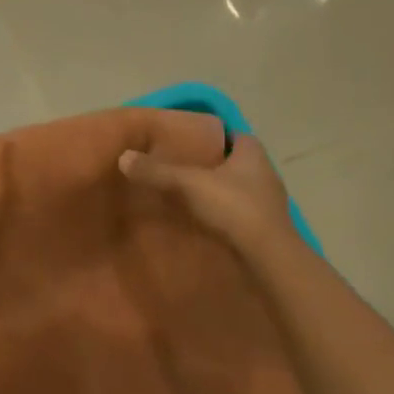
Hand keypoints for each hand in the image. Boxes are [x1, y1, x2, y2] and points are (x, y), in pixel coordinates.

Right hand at [118, 135, 298, 258]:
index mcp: (252, 153)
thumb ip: (156, 171)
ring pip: (239, 188)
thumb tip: (123, 157)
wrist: (269, 258)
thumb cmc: (234, 207)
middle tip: (183, 167)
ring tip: (188, 195)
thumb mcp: (187, 184)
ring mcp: (269, 203)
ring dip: (219, 191)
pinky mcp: (267, 229)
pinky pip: (241, 213)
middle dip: (213, 165)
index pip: (233, 135)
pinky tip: (204, 221)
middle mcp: (265, 173)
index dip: (213, 136)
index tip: (189, 142)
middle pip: (235, 162)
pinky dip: (225, 214)